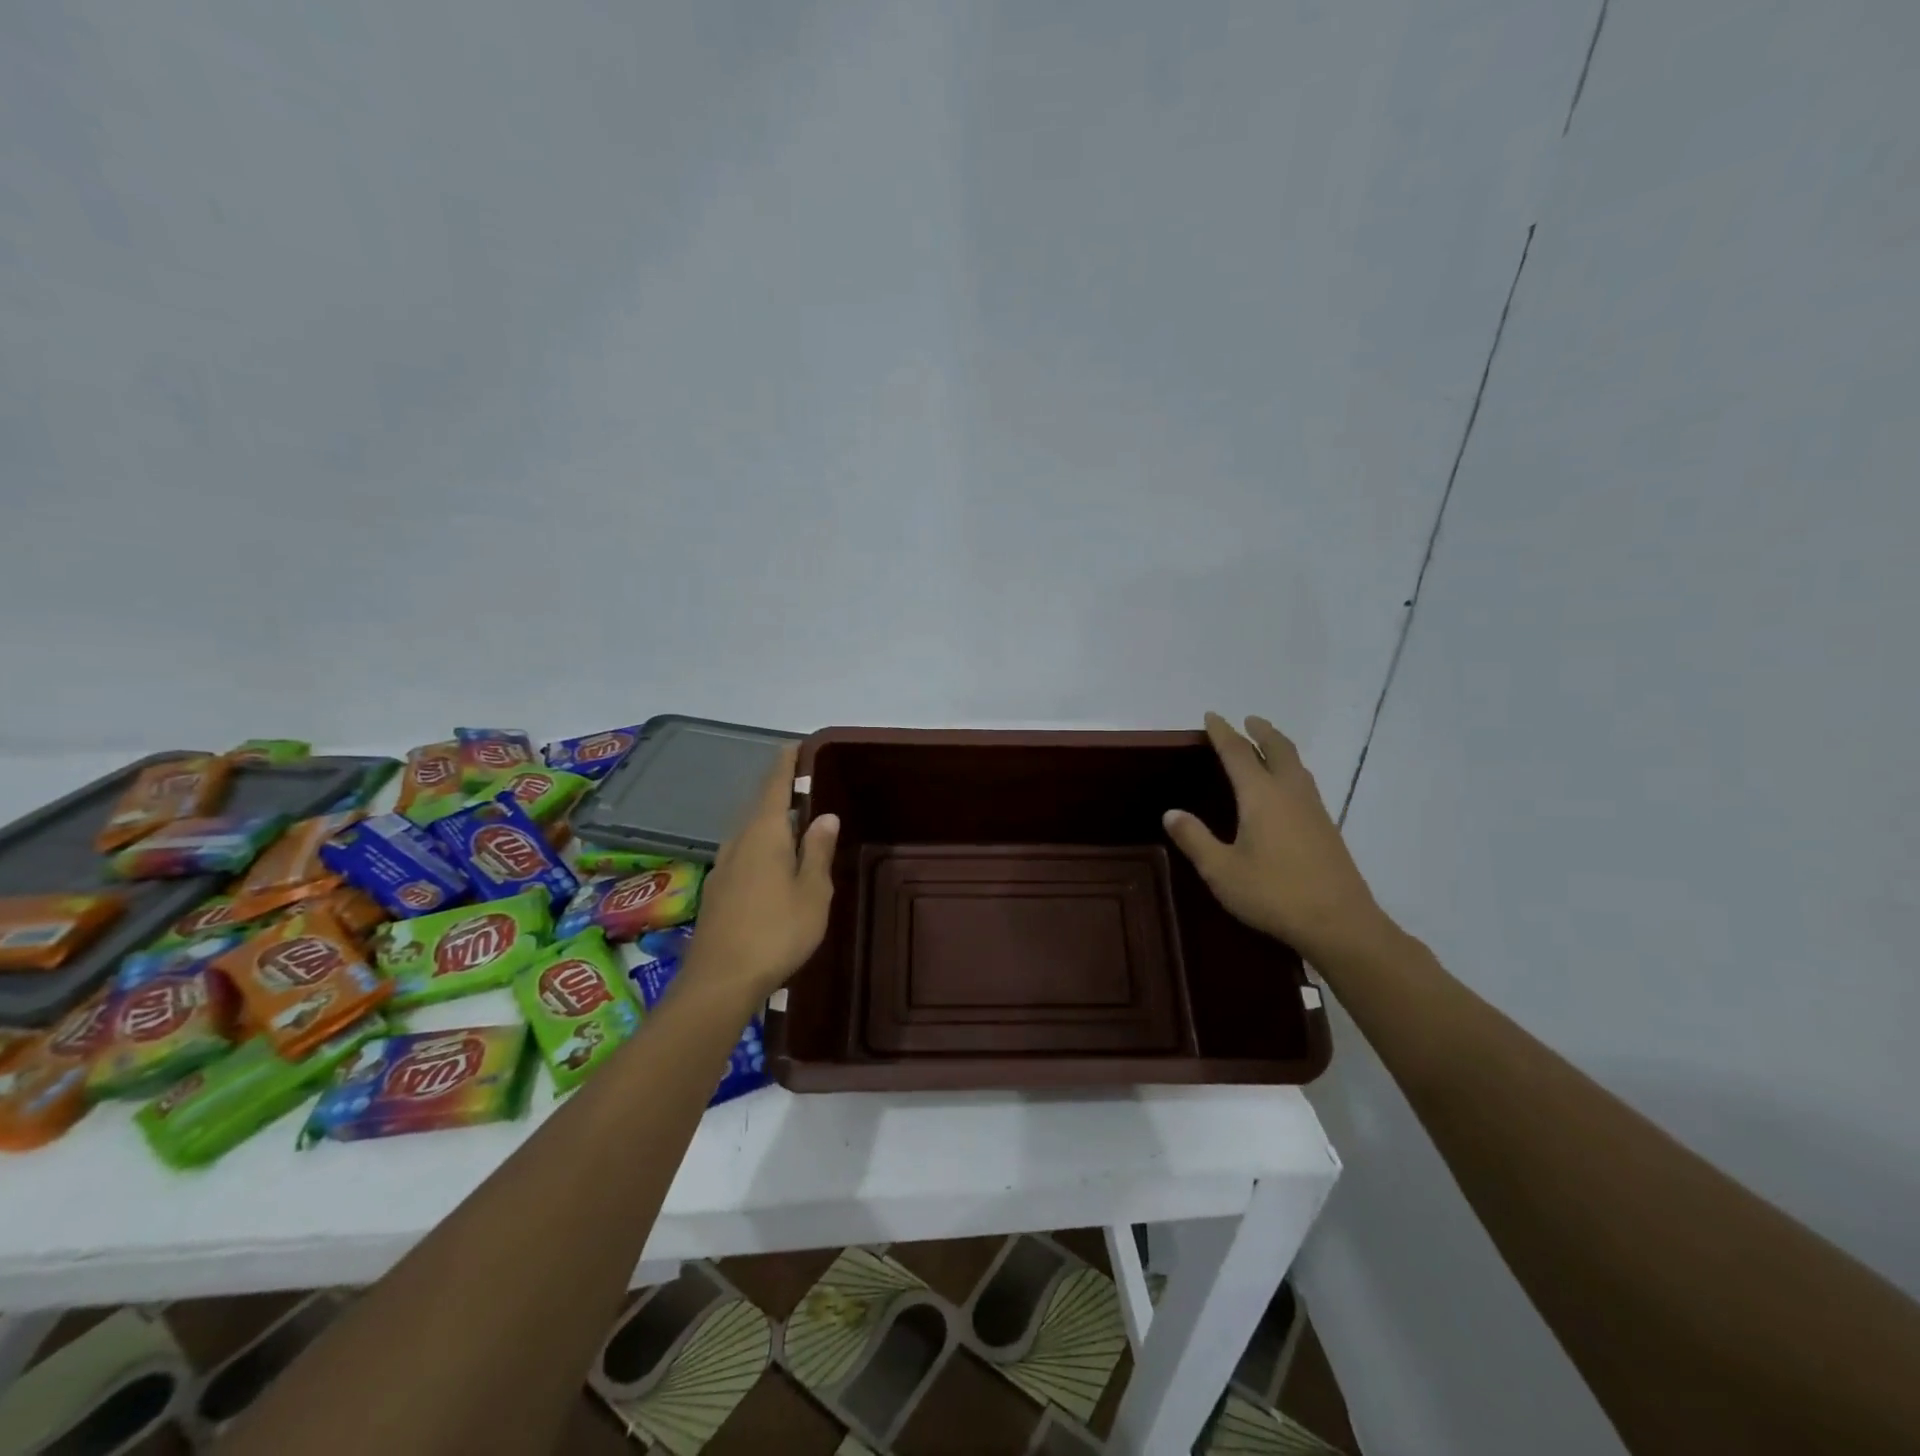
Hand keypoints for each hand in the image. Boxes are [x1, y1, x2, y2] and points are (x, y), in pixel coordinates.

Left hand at [682, 745, 839, 1004]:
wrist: (719, 981)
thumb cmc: (776, 932)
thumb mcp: (812, 892)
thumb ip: (818, 851)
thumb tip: (825, 815)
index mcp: (764, 835)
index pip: (774, 786)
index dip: (785, 764)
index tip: (795, 745)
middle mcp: (738, 842)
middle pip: (758, 806)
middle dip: (778, 792)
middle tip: (803, 785)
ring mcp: (722, 867)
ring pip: (748, 832)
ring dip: (768, 821)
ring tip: (792, 822)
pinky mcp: (716, 891)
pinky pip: (742, 853)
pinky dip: (759, 845)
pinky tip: (771, 863)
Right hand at [1164, 713, 1391, 963]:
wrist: (1340, 924)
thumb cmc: (1274, 894)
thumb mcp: (1221, 871)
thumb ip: (1195, 839)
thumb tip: (1172, 812)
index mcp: (1261, 796)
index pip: (1238, 753)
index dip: (1223, 733)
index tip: (1212, 716)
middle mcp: (1290, 793)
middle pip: (1278, 749)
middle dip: (1261, 732)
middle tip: (1249, 720)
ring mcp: (1313, 810)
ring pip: (1297, 765)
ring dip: (1280, 748)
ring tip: (1267, 746)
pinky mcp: (1326, 828)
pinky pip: (1305, 783)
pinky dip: (1291, 770)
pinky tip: (1286, 789)